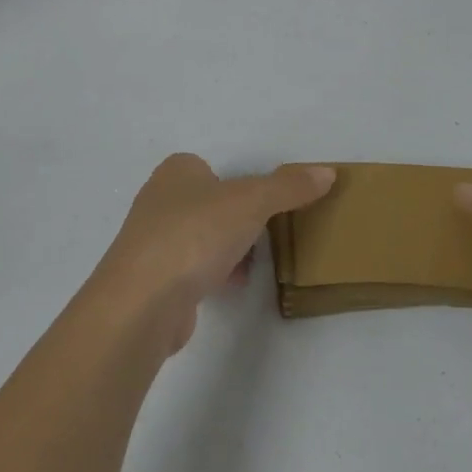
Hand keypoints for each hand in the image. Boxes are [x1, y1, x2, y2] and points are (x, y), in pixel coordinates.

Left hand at [90, 153, 335, 358]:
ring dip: (227, 249)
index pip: (211, 168)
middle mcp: (158, 202)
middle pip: (209, 204)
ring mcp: (151, 244)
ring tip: (253, 262)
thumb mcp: (252, 201)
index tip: (263, 204)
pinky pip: (192, 271)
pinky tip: (232, 286)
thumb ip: (289, 186)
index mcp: (176, 172)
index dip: (238, 184)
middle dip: (237, 219)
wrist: (143, 303)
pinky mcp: (152, 283)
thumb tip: (328, 173)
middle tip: (264, 232)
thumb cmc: (195, 235)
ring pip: (201, 239)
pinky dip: (213, 275)